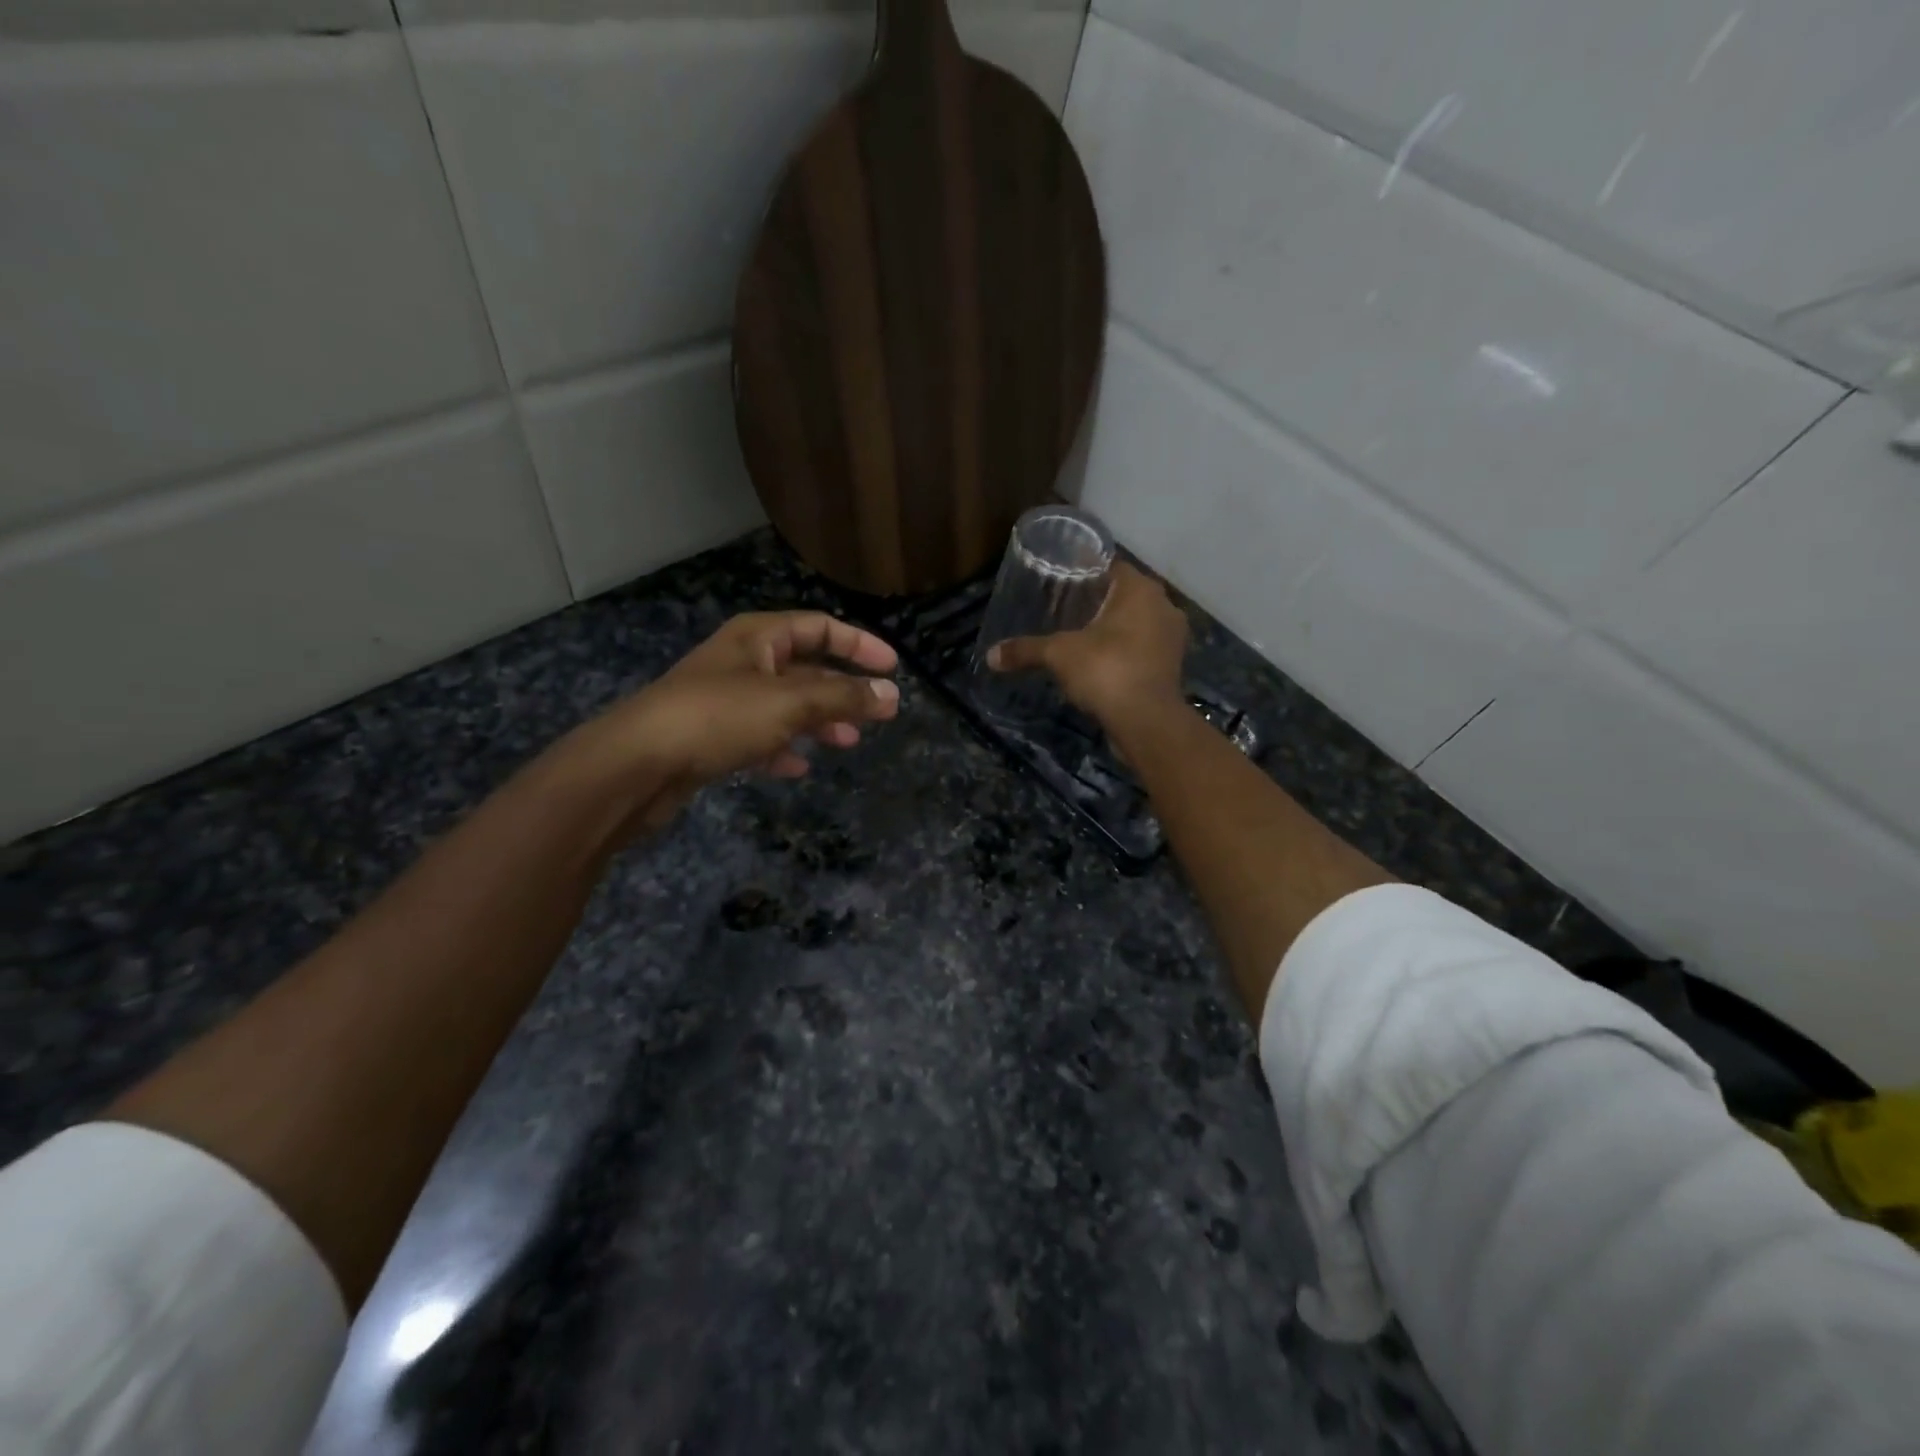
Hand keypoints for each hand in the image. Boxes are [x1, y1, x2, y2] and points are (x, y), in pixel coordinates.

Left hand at [561, 611, 900, 830]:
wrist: (637, 764)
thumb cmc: (718, 717)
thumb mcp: (790, 703)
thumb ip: (843, 697)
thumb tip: (892, 695)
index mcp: (758, 637)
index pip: (820, 626)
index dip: (859, 643)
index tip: (892, 667)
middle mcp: (742, 661)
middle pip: (805, 667)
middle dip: (842, 689)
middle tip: (876, 713)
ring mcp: (724, 699)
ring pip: (785, 704)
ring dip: (818, 721)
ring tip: (847, 743)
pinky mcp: (711, 736)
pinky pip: (760, 735)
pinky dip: (783, 746)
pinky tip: (799, 766)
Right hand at [986, 562, 1188, 723]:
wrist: (1146, 721)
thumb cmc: (1106, 670)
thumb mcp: (1059, 655)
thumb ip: (1026, 650)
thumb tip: (990, 656)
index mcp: (1140, 589)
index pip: (1111, 566)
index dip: (1085, 572)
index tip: (1062, 582)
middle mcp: (1163, 605)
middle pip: (1125, 595)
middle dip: (1099, 601)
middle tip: (1067, 609)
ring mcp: (1172, 637)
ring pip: (1138, 622)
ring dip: (1115, 628)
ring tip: (1083, 636)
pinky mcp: (1173, 665)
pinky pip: (1144, 647)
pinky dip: (1126, 650)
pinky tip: (1102, 662)